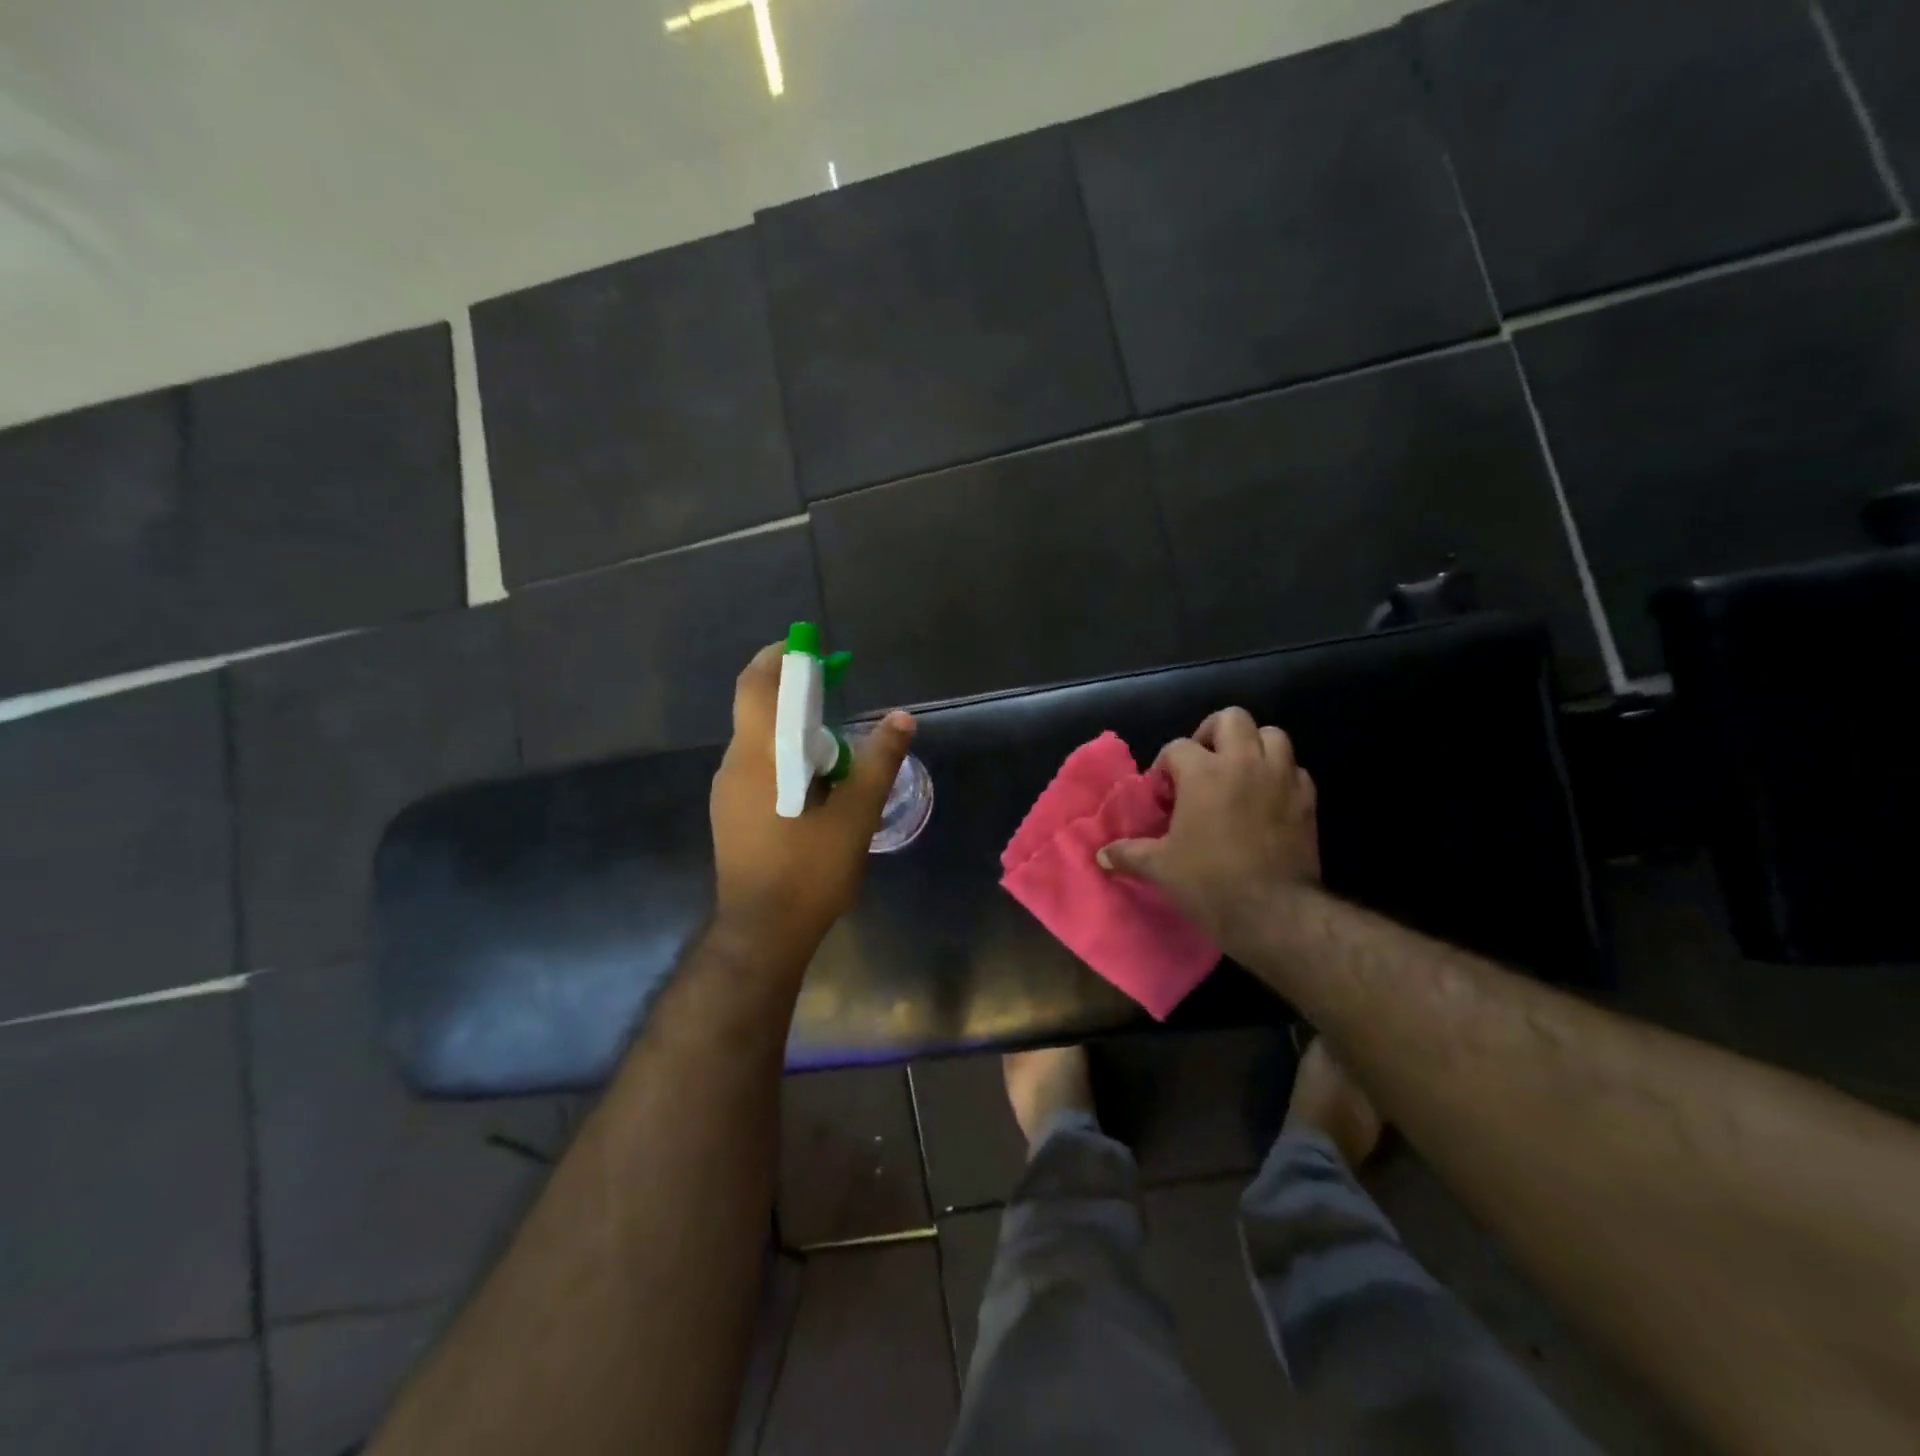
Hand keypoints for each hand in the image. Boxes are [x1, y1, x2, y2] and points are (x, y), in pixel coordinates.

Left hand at [710, 642, 915, 956]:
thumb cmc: (809, 871)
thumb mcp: (856, 815)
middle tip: (835, 699)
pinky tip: (815, 788)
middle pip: (757, 709)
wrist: (762, 934)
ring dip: (792, 732)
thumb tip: (902, 718)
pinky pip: (757, 768)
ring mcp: (728, 791)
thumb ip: (879, 762)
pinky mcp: (730, 814)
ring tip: (836, 753)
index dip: (780, 657)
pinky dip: (784, 759)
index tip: (809, 649)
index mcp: (761, 756)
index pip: (757, 685)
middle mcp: (735, 764)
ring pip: (759, 741)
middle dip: (794, 695)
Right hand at [1098, 707, 1318, 943]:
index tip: (1163, 795)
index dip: (1165, 767)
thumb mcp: (1159, 868)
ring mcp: (1281, 778)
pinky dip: (1280, 775)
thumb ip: (1128, 854)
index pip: (1177, 748)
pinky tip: (1266, 799)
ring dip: (1253, 747)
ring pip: (1271, 735)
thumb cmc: (1209, 882)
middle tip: (1202, 764)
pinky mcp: (1307, 800)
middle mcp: (1244, 763)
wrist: (1274, 912)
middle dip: (1213, 734)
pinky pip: (1294, 770)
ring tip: (1238, 773)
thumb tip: (1101, 855)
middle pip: (1232, 719)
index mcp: (1204, 772)